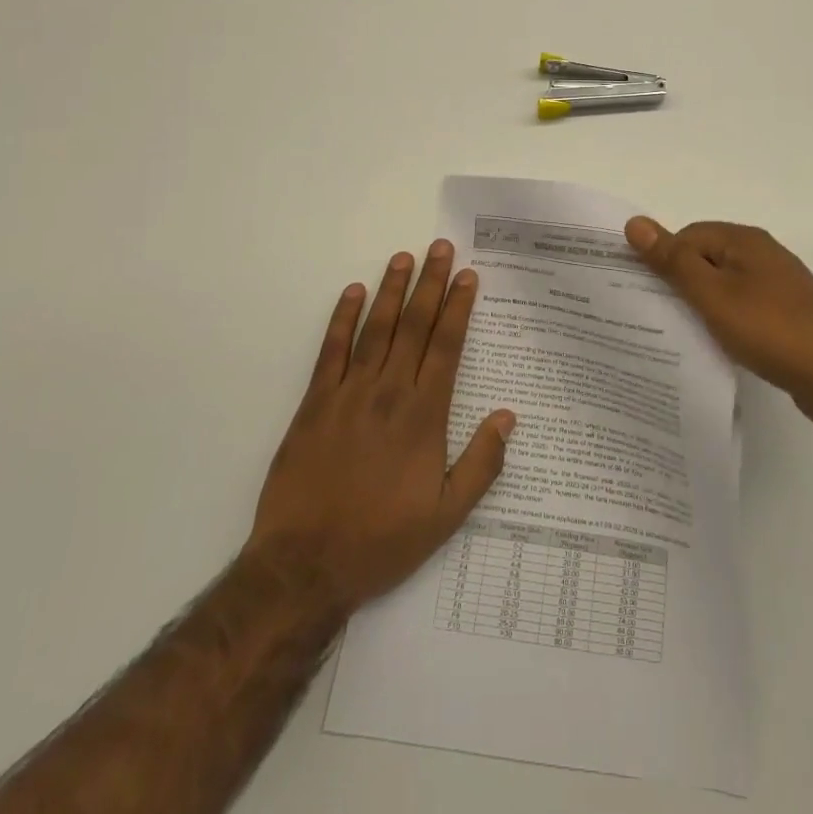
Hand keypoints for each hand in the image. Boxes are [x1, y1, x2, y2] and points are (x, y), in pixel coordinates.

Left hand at [244, 240, 515, 619]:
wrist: (304, 566)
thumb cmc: (382, 541)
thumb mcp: (446, 516)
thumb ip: (482, 464)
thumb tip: (508, 417)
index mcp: (424, 415)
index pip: (446, 345)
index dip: (458, 307)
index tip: (467, 275)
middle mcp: (389, 392)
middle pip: (414, 325)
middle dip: (430, 283)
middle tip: (440, 247)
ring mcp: (348, 394)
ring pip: (376, 329)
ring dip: (392, 290)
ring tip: (404, 257)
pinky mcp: (314, 403)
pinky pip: (331, 351)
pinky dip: (342, 319)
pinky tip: (353, 293)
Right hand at [625, 218, 812, 433]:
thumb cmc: (771, 329)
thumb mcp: (713, 294)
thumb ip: (673, 261)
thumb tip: (635, 222)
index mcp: (744, 240)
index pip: (687, 237)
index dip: (663, 261)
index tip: (642, 293)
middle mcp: (762, 255)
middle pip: (705, 259)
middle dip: (680, 284)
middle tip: (655, 316)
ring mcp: (778, 286)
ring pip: (724, 286)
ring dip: (702, 306)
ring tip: (681, 333)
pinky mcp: (786, 315)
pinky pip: (743, 308)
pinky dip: (726, 322)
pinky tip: (718, 345)